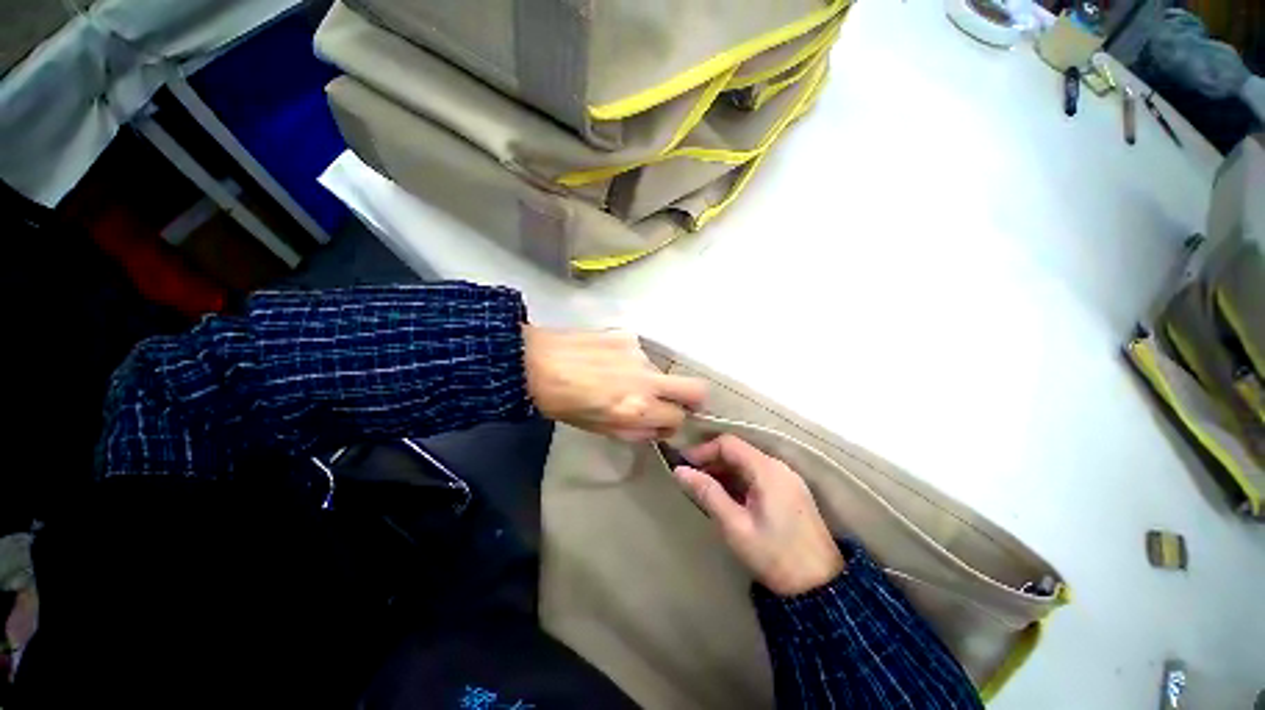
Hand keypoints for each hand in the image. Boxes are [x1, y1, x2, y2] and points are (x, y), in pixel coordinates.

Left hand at [523, 326, 705, 440]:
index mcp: (638, 409)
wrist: (533, 362)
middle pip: (696, 389)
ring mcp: (640, 354)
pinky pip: (640, 353)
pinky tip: (605, 361)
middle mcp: (648, 380)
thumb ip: (633, 431)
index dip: (671, 425)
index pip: (679, 419)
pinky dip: (630, 361)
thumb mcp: (598, 428)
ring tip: (616, 379)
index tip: (661, 424)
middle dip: (692, 399)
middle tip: (674, 402)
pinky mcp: (627, 335)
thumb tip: (655, 428)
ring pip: (662, 370)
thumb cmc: (561, 404)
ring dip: (650, 379)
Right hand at [673, 434, 843, 595]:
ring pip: (751, 465)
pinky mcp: (793, 495)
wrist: (815, 578)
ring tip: (702, 493)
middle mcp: (781, 468)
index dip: (702, 450)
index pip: (730, 444)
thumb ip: (709, 495)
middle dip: (712, 462)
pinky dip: (741, 483)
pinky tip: (727, 501)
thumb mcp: (735, 526)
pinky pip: (762, 478)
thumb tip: (680, 471)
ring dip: (726, 474)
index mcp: (768, 471)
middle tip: (687, 482)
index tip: (680, 467)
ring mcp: (790, 481)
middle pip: (741, 452)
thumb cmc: (772, 553)